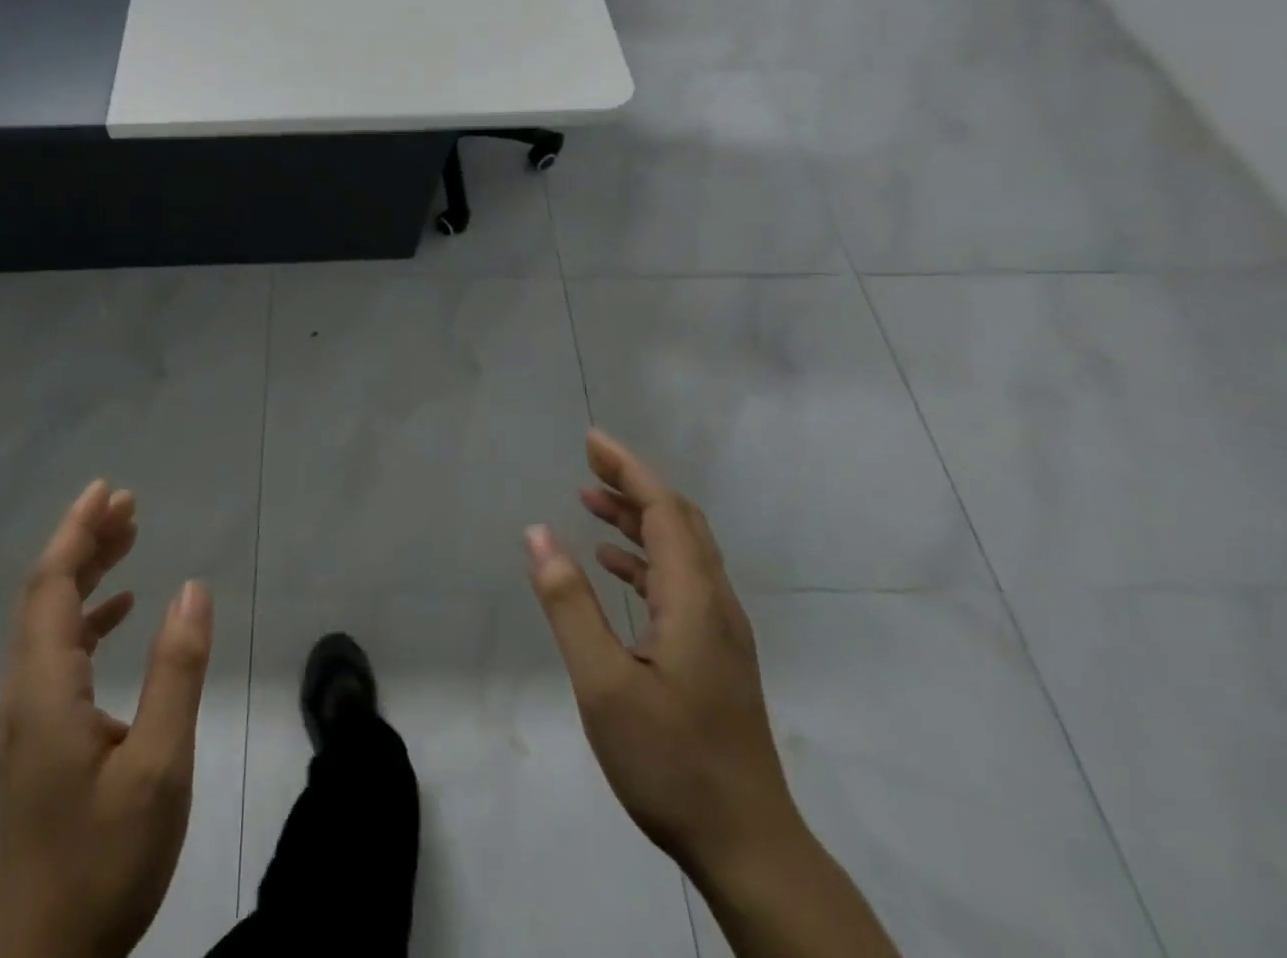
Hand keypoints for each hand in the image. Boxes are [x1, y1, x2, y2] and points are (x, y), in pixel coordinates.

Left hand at [0, 481, 213, 957]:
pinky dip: (89, 616)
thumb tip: (193, 587)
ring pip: (51, 620)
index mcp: (44, 688)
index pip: (52, 585)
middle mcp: (26, 690)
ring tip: (129, 537)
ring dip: (87, 572)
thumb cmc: (104, 861)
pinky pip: (59, 651)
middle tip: (127, 503)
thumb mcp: (158, 766)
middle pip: (46, 593)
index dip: (77, 531)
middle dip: (84, 540)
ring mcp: (28, 715)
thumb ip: (176, 672)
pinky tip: (123, 610)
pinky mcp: (39, 737)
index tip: (108, 490)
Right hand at [524, 430, 796, 875]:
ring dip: (637, 518)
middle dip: (634, 482)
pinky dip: (644, 557)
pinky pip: (680, 581)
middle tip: (589, 459)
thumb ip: (569, 603)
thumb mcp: (603, 683)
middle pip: (679, 520)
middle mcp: (715, 603)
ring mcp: (719, 630)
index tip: (592, 440)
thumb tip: (538, 532)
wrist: (748, 846)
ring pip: (681, 550)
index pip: (663, 510)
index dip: (628, 468)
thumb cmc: (671, 761)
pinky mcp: (714, 654)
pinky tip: (612, 566)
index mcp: (694, 599)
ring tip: (590, 500)